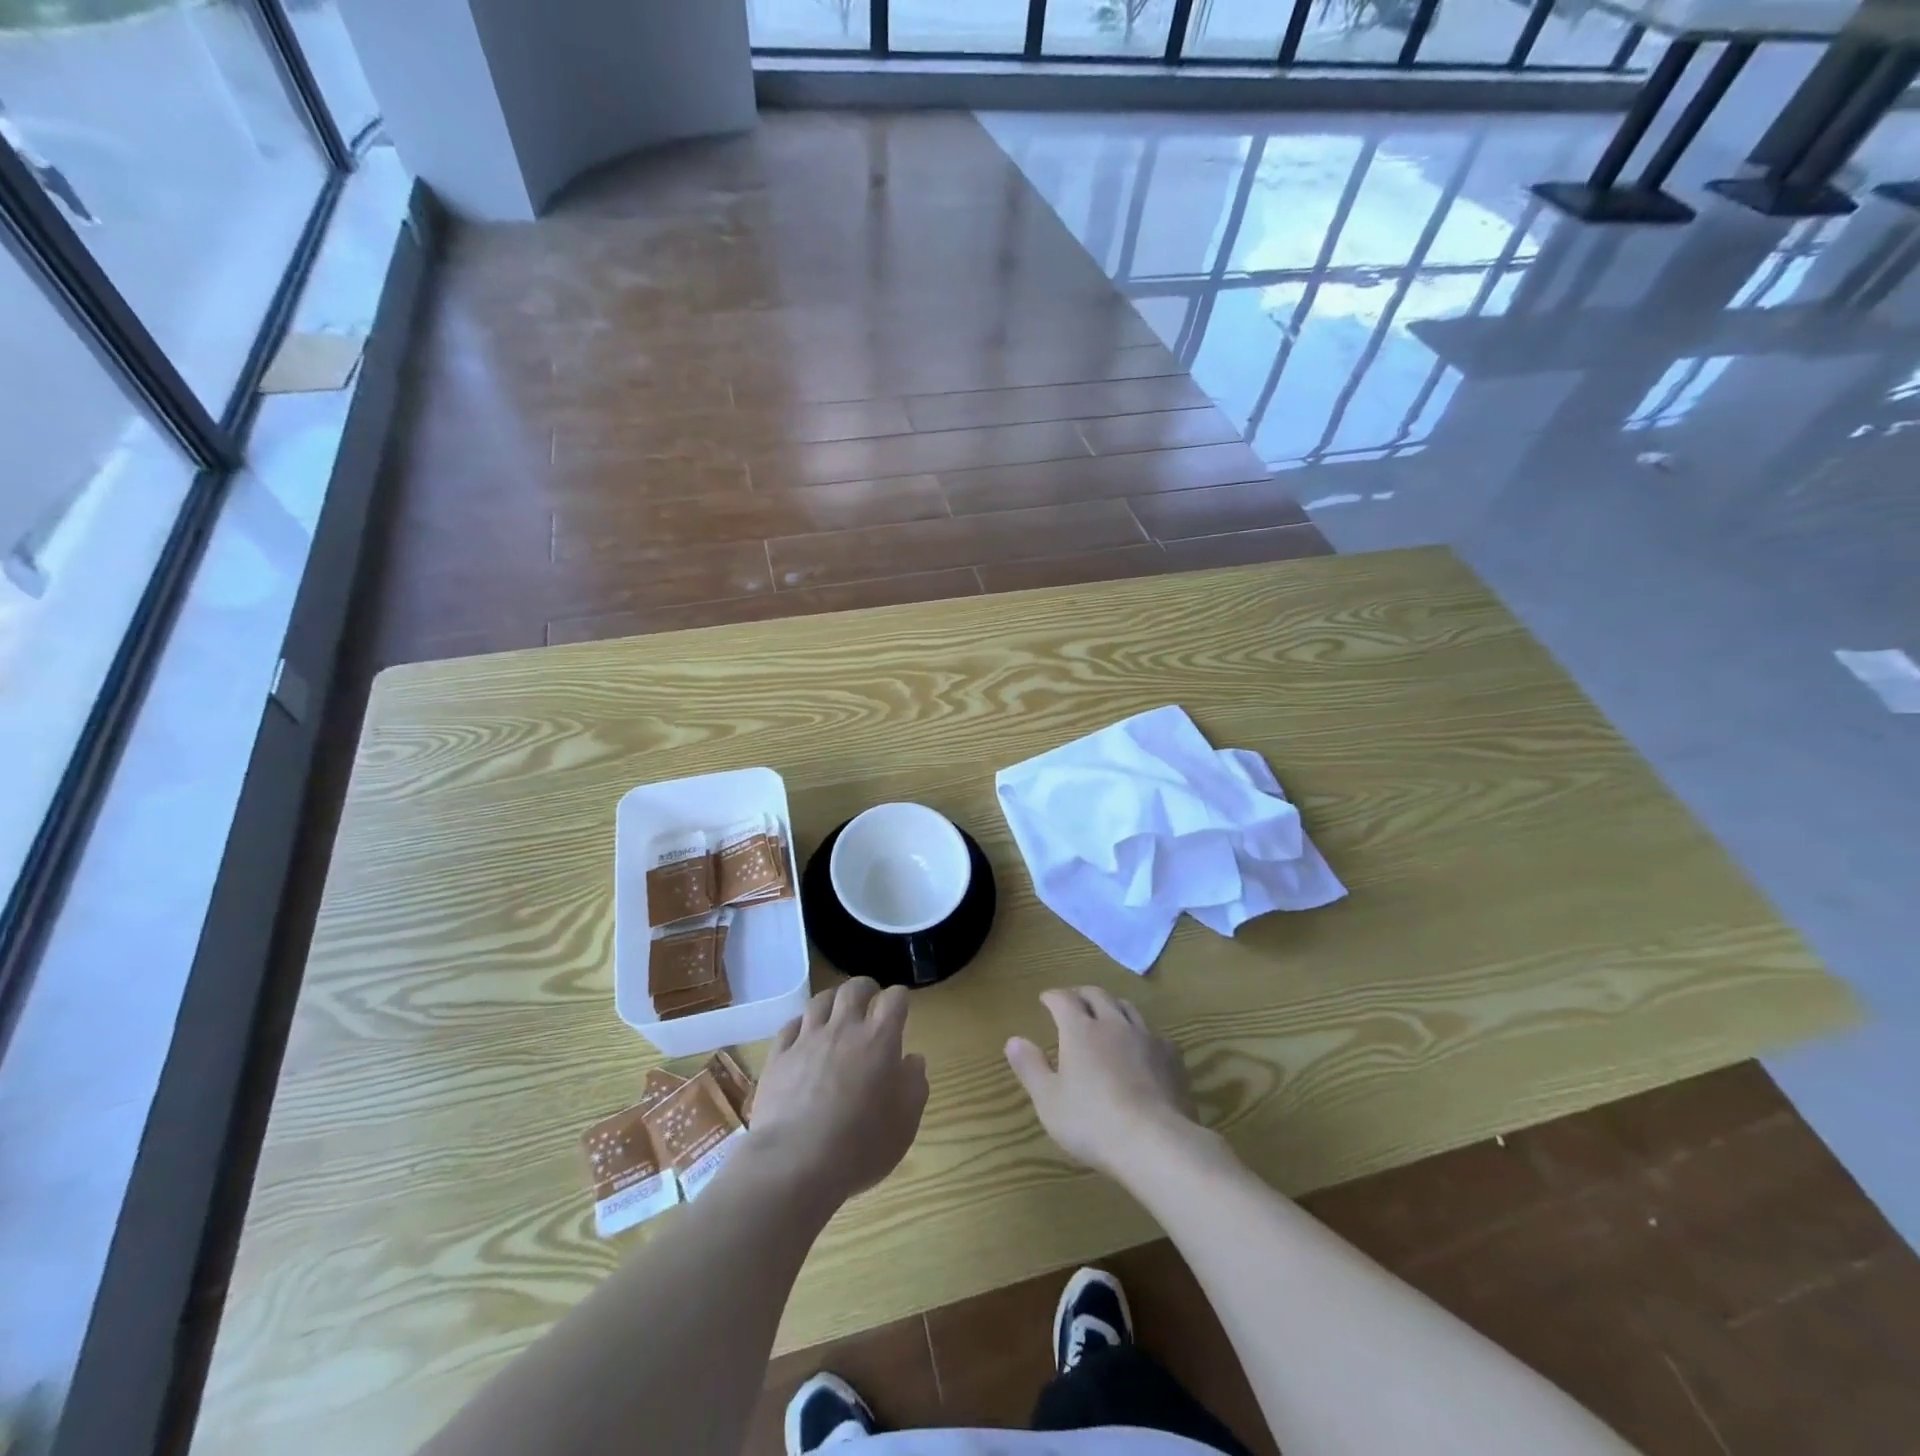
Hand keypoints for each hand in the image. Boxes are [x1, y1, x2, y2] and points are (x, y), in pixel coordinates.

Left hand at [748, 978, 927, 1210]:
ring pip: (820, 1001)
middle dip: (866, 988)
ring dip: (833, 1000)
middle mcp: (844, 1029)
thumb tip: (913, 1060)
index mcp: (879, 1040)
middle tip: (870, 998)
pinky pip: (791, 1026)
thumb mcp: (905, 1123)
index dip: (900, 998)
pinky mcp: (779, 1056)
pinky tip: (804, 1033)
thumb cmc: (860, 1145)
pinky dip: (802, 1024)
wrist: (796, 1162)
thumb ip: (914, 1085)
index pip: (894, 999)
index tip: (902, 1007)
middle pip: (854, 988)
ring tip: (837, 1011)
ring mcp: (807, 1040)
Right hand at [1005, 987, 1199, 1179]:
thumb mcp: (1049, 1101)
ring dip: (1112, 1006)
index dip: (1053, 997)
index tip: (1046, 999)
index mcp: (1080, 1030)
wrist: (1155, 1142)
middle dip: (1082, 994)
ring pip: (1127, 1008)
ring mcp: (1146, 1037)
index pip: (1063, 1000)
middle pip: (1097, 995)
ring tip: (1107, 1015)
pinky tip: (1142, 1048)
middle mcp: (1113, 1024)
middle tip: (1074, 1001)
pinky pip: (1154, 1033)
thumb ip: (1030, 1067)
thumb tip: (1013, 1040)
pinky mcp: (1171, 1057)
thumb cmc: (1093, 1122)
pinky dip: (1141, 1033)